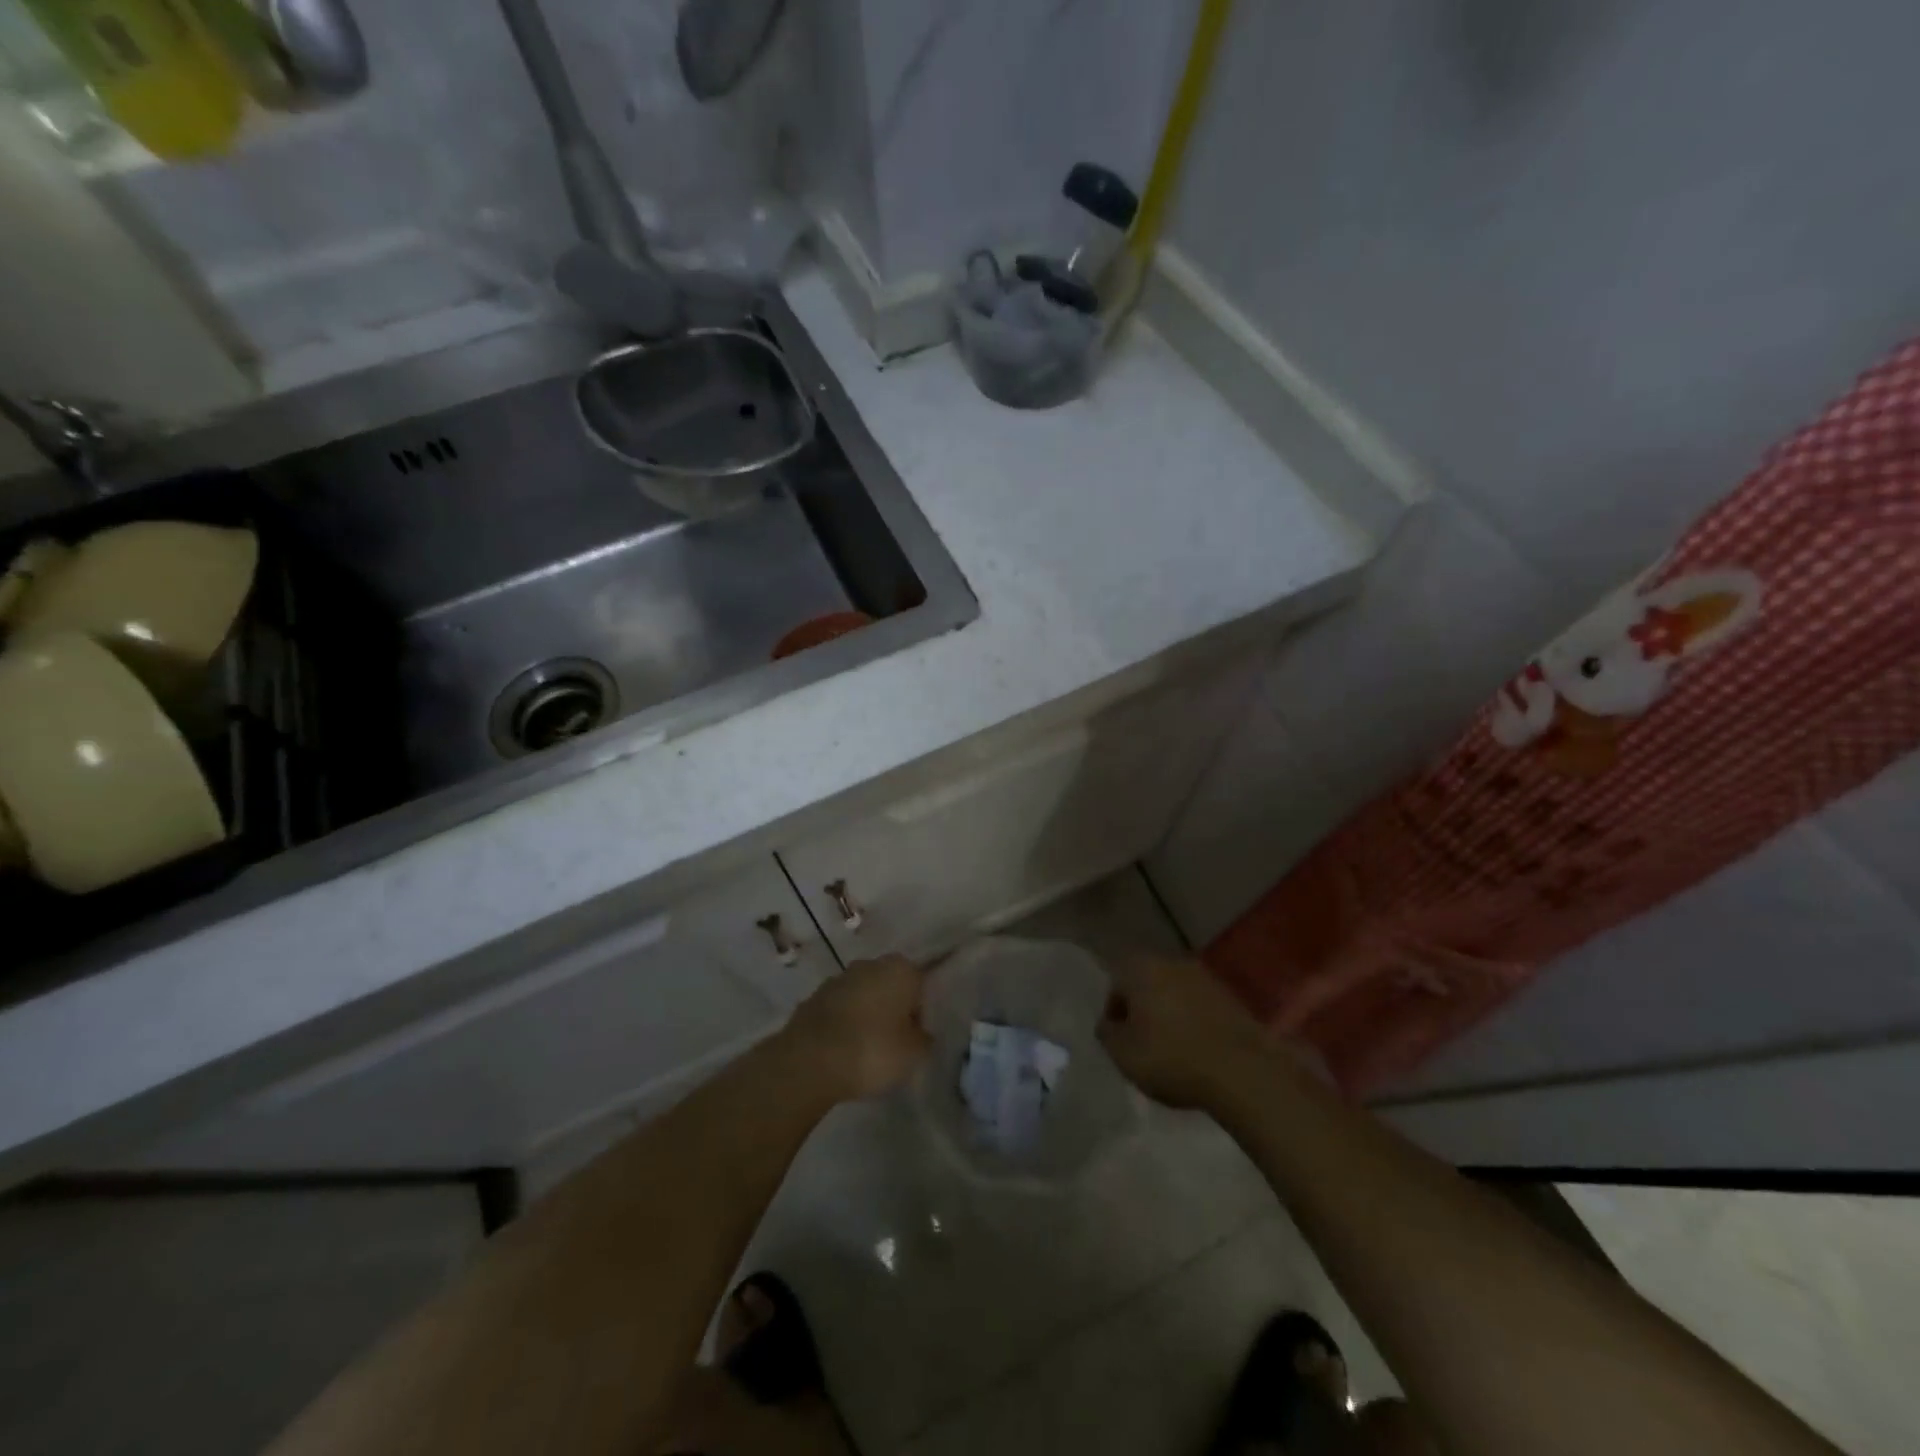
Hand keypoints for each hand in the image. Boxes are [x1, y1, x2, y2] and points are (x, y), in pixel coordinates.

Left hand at [783, 955, 929, 1102]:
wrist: (809, 1061)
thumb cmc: (872, 1051)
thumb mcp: (913, 1054)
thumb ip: (923, 1038)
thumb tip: (921, 1033)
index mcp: (900, 969)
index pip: (920, 983)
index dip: (920, 1009)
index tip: (916, 1034)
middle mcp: (870, 964)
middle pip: (889, 984)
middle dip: (892, 1006)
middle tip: (894, 1040)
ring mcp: (838, 978)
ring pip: (862, 994)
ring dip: (866, 1013)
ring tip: (866, 1048)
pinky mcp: (813, 997)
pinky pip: (839, 1008)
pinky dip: (843, 1022)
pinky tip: (843, 1049)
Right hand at [1098, 955, 1270, 1109]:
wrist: (1242, 1070)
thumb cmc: (1171, 1057)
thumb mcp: (1123, 1054)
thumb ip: (1108, 1034)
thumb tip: (1109, 1025)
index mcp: (1140, 967)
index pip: (1115, 984)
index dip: (1114, 1014)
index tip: (1120, 1040)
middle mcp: (1171, 961)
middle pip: (1146, 984)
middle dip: (1142, 1010)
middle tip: (1143, 1043)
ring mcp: (1205, 977)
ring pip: (1174, 994)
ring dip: (1169, 1015)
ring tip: (1172, 1050)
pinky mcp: (1231, 997)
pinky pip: (1200, 1006)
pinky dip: (1194, 1022)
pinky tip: (1197, 1050)